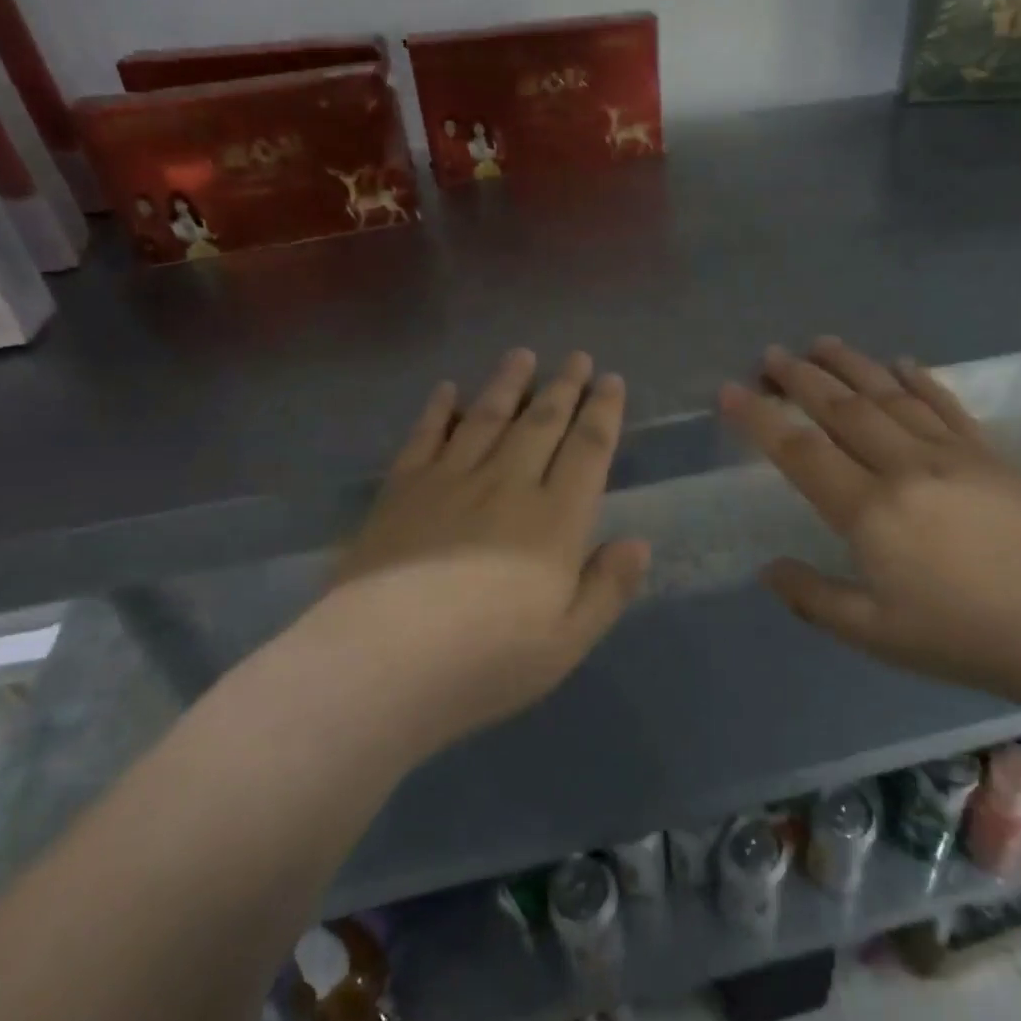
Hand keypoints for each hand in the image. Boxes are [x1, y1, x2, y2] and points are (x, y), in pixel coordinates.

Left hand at [312, 348, 648, 738]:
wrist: (382, 664)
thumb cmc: (486, 661)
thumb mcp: (567, 640)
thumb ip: (608, 588)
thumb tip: (639, 543)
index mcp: (555, 519)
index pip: (588, 449)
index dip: (603, 411)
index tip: (611, 381)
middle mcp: (508, 484)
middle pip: (542, 422)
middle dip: (564, 386)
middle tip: (577, 356)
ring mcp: (450, 481)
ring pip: (487, 417)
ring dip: (508, 384)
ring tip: (522, 356)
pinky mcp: (401, 490)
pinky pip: (426, 437)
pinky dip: (439, 410)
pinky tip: (447, 390)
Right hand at [718, 337, 1020, 709]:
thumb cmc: (965, 637)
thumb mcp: (875, 635)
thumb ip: (814, 599)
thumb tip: (768, 570)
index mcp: (870, 512)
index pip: (800, 452)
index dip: (760, 418)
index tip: (730, 390)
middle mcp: (905, 467)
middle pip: (843, 409)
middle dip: (801, 378)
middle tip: (772, 354)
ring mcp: (953, 454)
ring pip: (890, 396)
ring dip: (852, 365)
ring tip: (821, 343)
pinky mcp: (992, 455)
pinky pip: (947, 405)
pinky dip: (920, 379)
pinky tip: (903, 362)